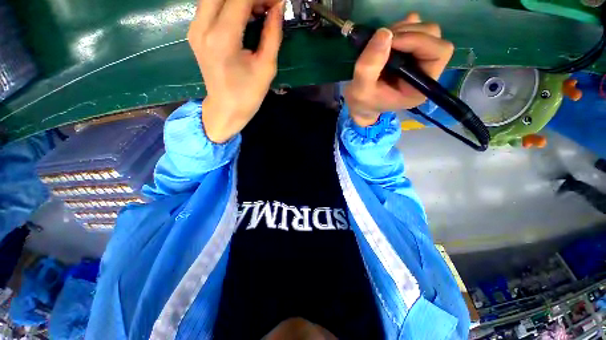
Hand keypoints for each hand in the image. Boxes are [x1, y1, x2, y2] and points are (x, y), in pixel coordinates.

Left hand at [188, 0, 282, 142]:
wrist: (225, 109)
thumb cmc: (248, 95)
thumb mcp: (266, 67)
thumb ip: (272, 34)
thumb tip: (278, 6)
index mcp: (222, 39)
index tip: (277, 2)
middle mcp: (202, 27)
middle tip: (266, 6)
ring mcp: (195, 28)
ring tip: (258, 9)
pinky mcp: (195, 31)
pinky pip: (211, 5)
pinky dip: (229, 4)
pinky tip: (244, 14)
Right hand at [344, 13, 453, 126]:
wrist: (362, 103)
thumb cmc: (363, 102)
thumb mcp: (361, 91)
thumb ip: (369, 67)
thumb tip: (384, 33)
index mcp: (421, 87)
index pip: (439, 53)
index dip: (418, 40)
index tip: (391, 41)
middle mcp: (426, 71)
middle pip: (433, 37)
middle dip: (407, 33)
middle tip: (382, 41)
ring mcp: (420, 59)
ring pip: (424, 30)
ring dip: (401, 30)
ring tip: (380, 43)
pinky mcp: (410, 51)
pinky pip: (414, 29)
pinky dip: (399, 28)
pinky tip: (385, 41)